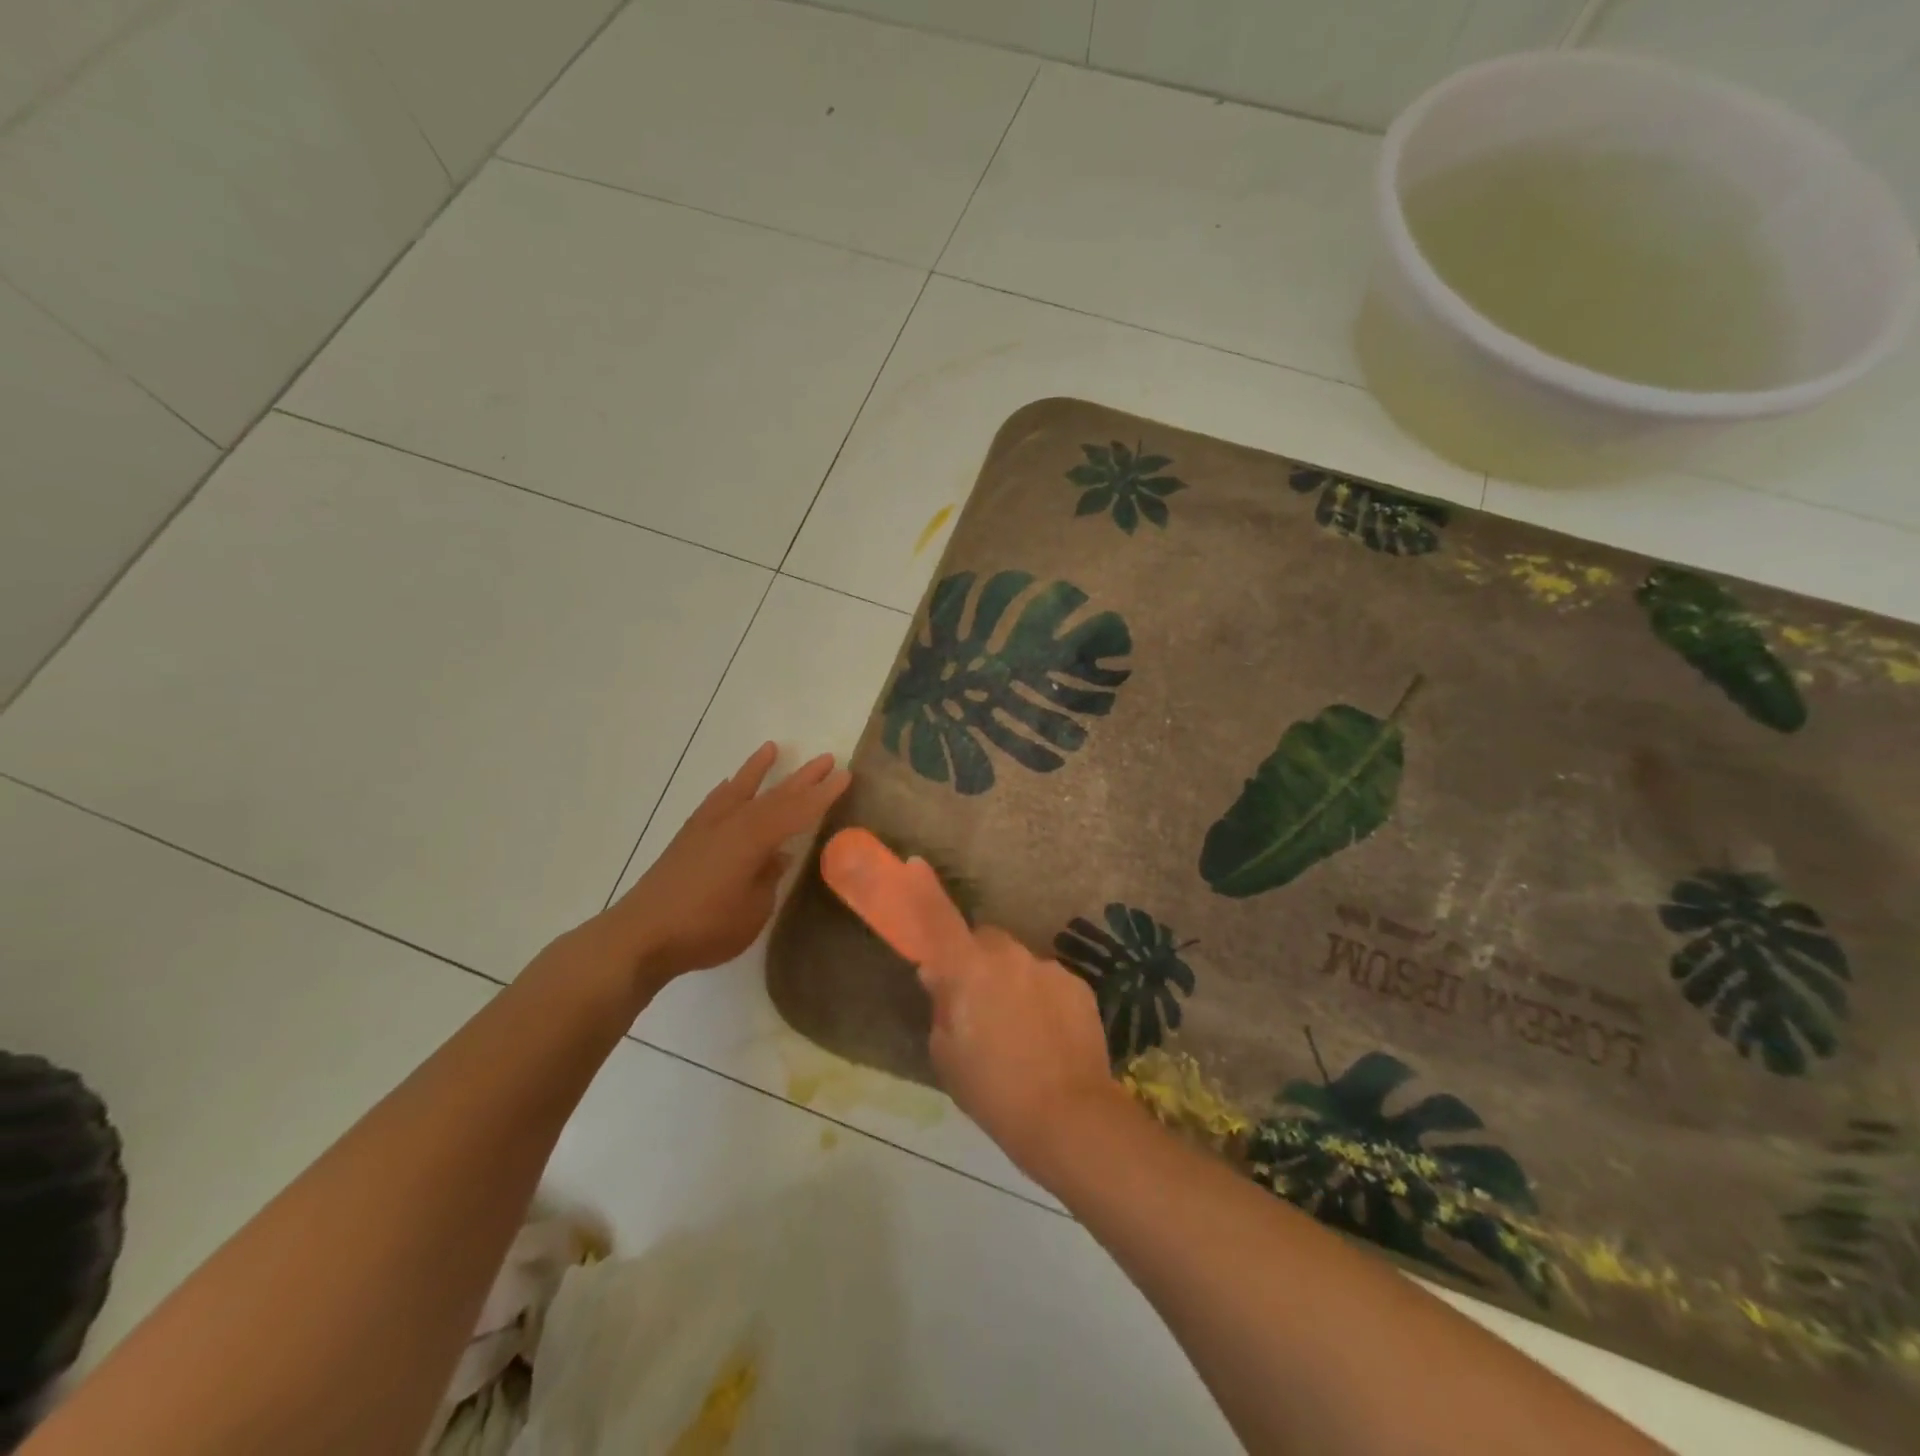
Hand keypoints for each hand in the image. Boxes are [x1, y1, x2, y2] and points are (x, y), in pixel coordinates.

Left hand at [605, 743, 850, 987]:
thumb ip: (768, 878)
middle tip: (827, 759)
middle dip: (802, 778)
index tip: (846, 776)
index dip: (823, 795)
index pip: (797, 811)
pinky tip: (729, 785)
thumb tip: (777, 856)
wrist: (640, 935)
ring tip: (772, 748)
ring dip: (758, 770)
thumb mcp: (753, 910)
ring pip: (740, 790)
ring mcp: (706, 828)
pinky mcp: (687, 838)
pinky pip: (714, 802)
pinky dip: (727, 790)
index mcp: (754, 839)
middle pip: (774, 795)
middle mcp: (732, 824)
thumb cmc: (706, 928)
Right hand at [819, 829, 1127, 1178]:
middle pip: (986, 941)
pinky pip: (1048, 980)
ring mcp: (1047, 967)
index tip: (914, 863)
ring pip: (1019, 963)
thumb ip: (942, 1005)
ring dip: (1012, 982)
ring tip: (1018, 1031)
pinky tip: (1047, 1037)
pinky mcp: (1077, 984)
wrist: (1068, 1114)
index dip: (924, 891)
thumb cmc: (992, 1090)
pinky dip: (1041, 998)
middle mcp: (1009, 956)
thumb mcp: (947, 1053)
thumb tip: (941, 978)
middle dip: (978, 960)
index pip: (939, 919)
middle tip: (977, 1002)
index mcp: (968, 970)